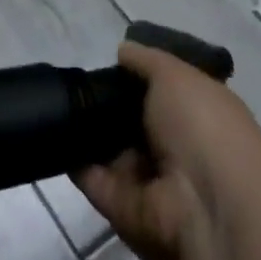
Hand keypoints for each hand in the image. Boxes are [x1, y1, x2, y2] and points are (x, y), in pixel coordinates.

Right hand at [75, 41, 260, 259]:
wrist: (207, 205)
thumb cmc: (202, 126)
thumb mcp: (176, 75)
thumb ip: (146, 61)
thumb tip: (123, 51)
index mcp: (198, 116)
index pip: (163, 94)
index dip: (137, 78)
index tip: (108, 63)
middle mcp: (176, 149)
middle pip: (133, 123)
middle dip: (106, 104)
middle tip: (76, 83)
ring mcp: (149, 182)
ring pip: (110, 150)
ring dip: (86, 131)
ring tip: (59, 102)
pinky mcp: (122, 208)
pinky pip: (92, 178)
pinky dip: (73, 159)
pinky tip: (53, 132)